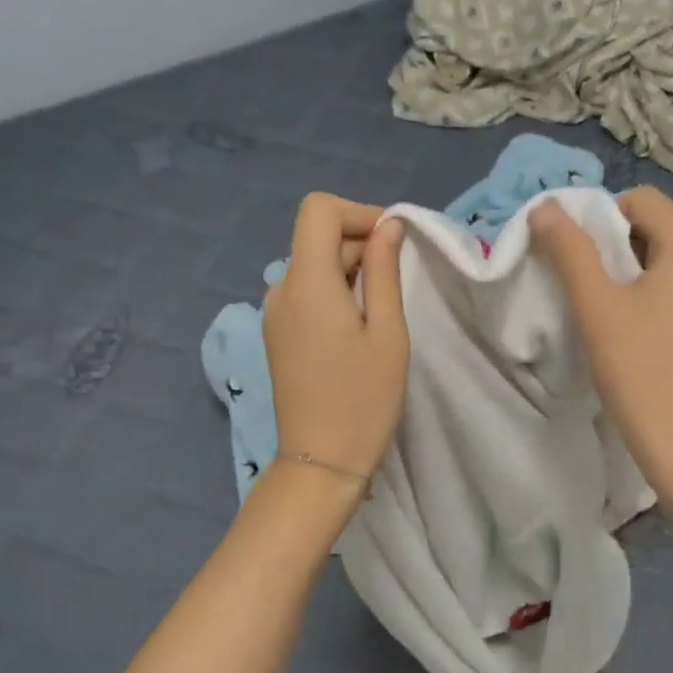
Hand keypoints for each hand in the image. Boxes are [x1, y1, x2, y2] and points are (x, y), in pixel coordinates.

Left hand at [263, 193, 409, 481]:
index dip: (359, 214)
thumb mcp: (387, 332)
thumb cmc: (364, 399)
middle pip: (316, 238)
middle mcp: (281, 290)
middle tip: (399, 282)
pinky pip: (305, 294)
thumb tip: (388, 227)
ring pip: (312, 266)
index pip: (319, 210)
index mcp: (307, 282)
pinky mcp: (277, 336)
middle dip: (360, 244)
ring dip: (349, 271)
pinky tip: (357, 328)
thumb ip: (384, 271)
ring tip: (382, 311)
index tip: (393, 243)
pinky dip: (334, 293)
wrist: (321, 462)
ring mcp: (274, 315)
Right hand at [531, 187, 672, 493]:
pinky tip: (615, 322)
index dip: (600, 212)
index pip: (642, 199)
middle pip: (650, 226)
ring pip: (656, 258)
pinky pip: (665, 286)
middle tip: (574, 273)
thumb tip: (544, 207)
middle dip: (606, 240)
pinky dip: (636, 290)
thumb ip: (570, 251)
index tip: (571, 249)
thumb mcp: (596, 305)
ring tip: (589, 298)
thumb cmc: (638, 368)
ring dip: (618, 267)